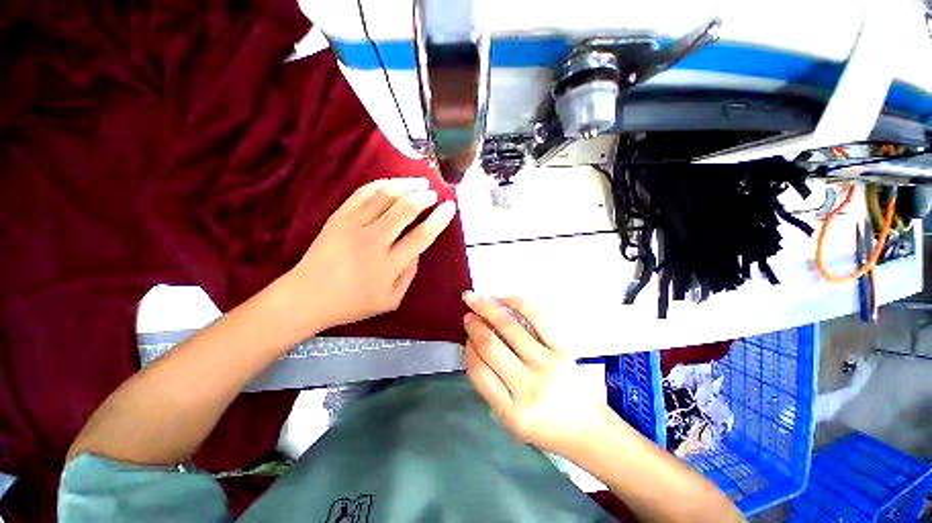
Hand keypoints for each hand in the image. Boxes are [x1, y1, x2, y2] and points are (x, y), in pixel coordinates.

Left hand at [282, 177, 456, 333]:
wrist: (306, 297)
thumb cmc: (352, 303)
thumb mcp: (391, 300)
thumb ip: (409, 274)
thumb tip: (417, 250)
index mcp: (389, 264)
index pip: (422, 235)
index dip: (439, 219)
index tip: (450, 207)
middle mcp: (373, 240)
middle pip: (405, 208)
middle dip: (424, 197)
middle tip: (434, 193)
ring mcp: (353, 225)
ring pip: (385, 195)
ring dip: (406, 185)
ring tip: (419, 182)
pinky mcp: (338, 217)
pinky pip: (363, 193)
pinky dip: (381, 184)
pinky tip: (393, 183)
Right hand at [462, 292, 610, 456]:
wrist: (589, 429)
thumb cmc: (547, 428)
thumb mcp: (511, 422)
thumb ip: (490, 388)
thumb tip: (474, 348)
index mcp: (512, 413)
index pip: (479, 371)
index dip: (468, 349)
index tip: (466, 338)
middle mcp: (529, 387)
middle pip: (491, 346)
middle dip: (474, 326)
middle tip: (467, 315)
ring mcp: (548, 364)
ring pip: (510, 328)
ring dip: (488, 309)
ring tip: (475, 299)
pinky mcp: (563, 349)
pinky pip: (537, 318)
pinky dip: (517, 304)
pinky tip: (503, 299)